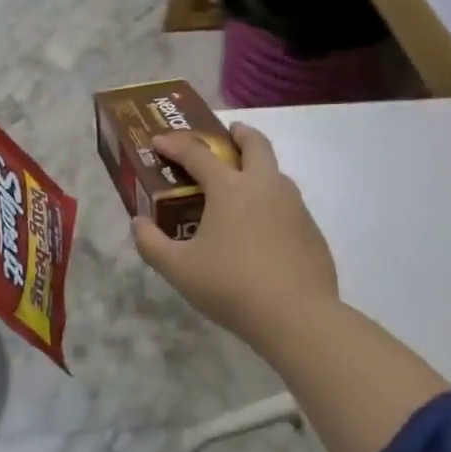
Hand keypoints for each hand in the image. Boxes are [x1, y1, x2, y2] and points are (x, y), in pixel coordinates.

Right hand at [132, 123, 338, 347]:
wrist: (298, 317)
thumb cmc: (231, 286)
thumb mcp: (179, 269)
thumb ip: (151, 244)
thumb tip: (139, 223)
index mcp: (230, 188)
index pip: (198, 153)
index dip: (175, 144)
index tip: (159, 141)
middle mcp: (265, 186)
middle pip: (255, 144)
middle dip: (239, 133)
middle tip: (227, 134)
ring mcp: (294, 206)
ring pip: (276, 173)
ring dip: (257, 168)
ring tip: (240, 187)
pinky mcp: (311, 230)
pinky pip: (288, 204)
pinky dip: (271, 203)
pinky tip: (261, 231)